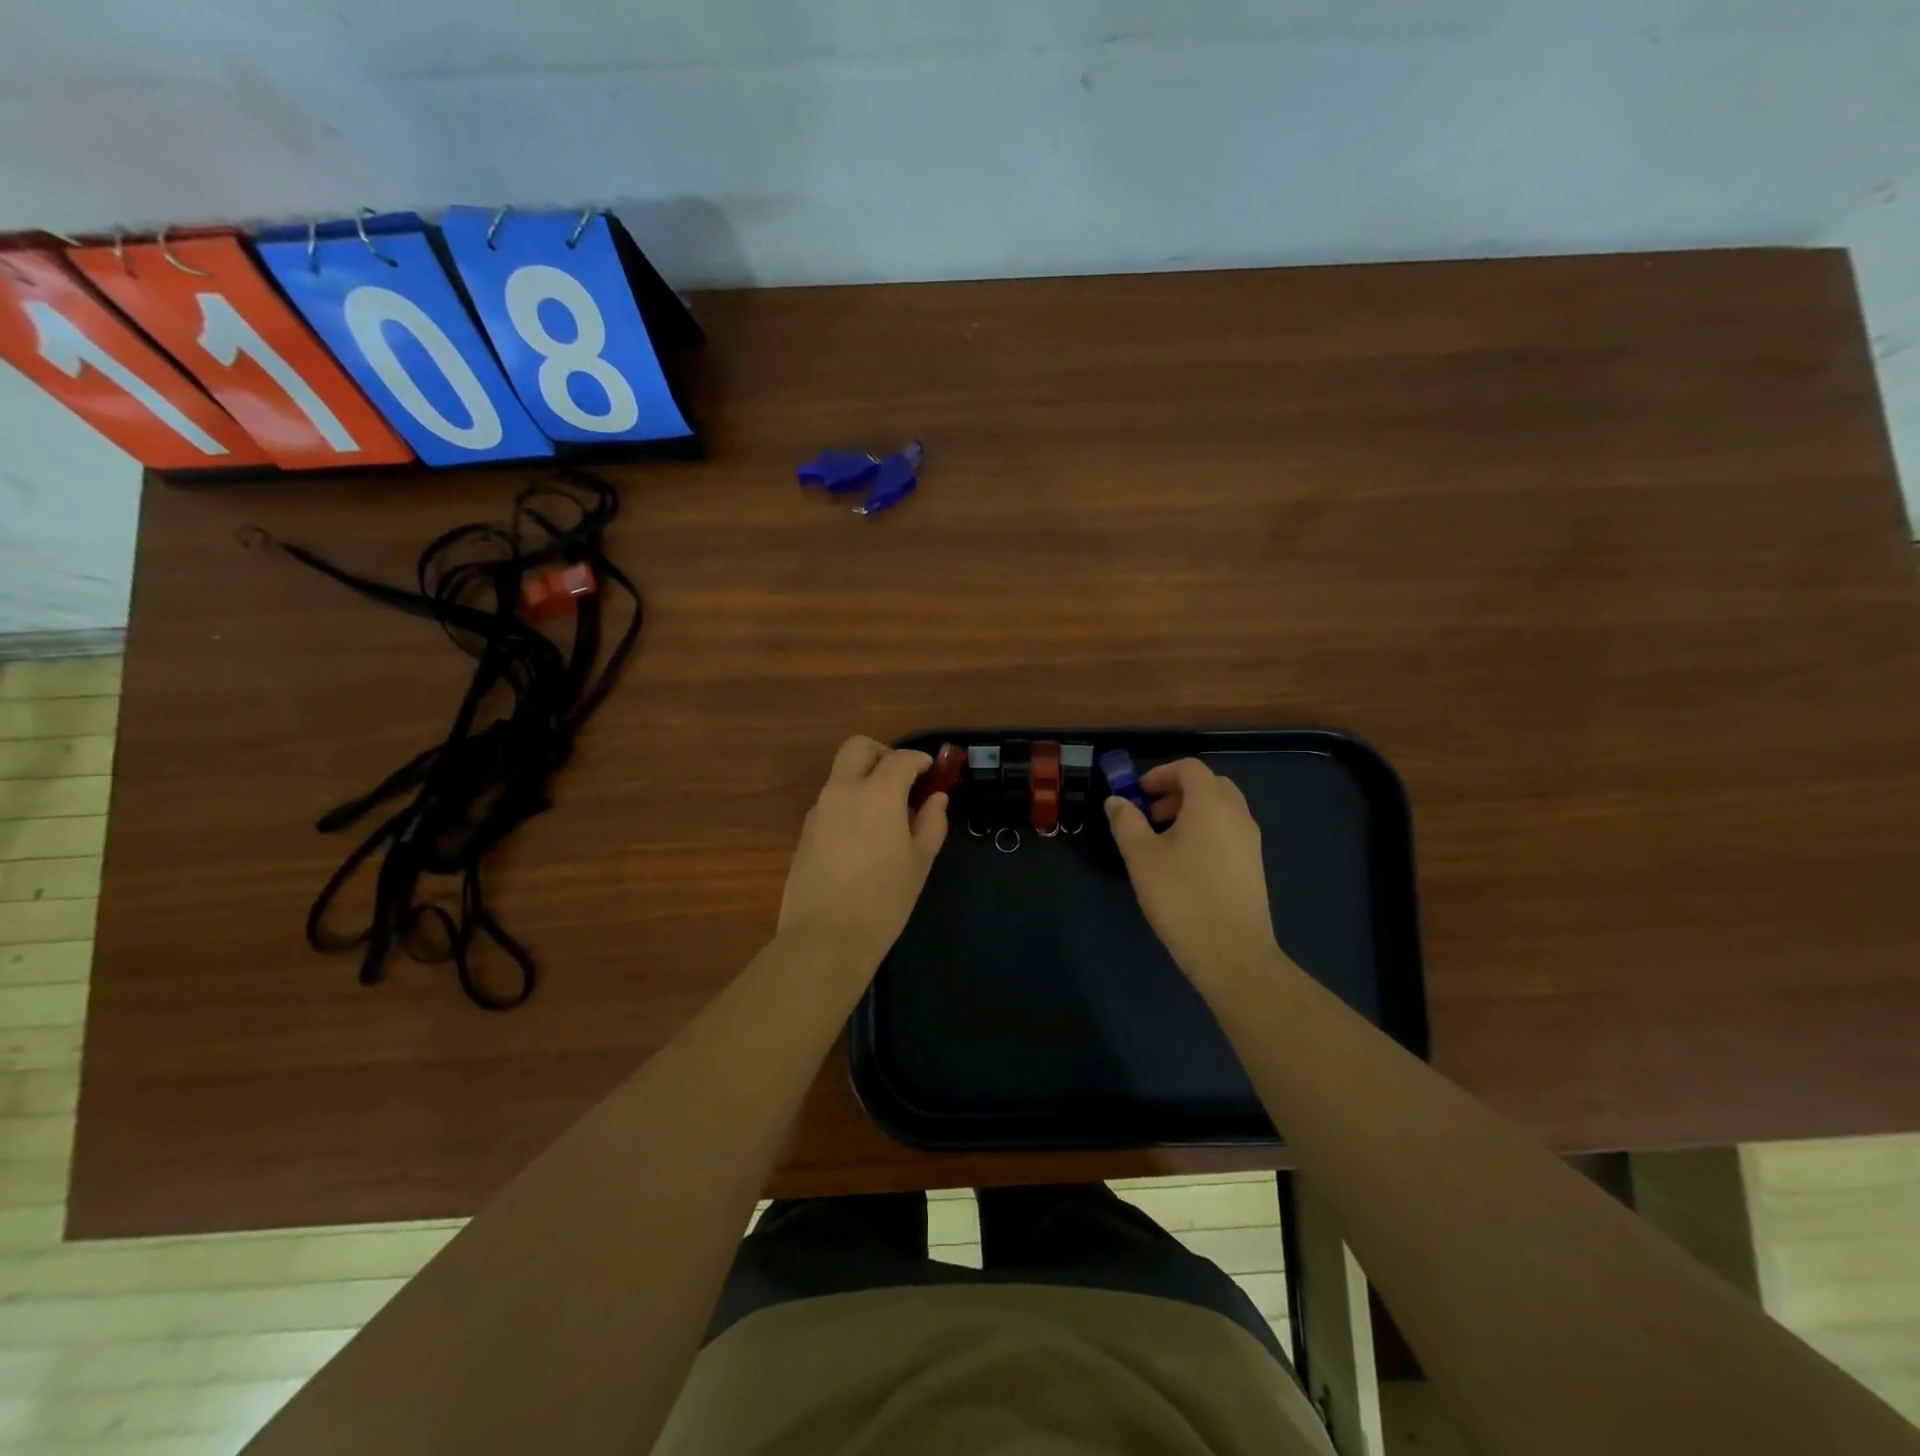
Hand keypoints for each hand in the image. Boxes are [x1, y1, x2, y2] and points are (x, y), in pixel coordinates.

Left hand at [778, 736, 949, 973]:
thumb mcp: (919, 862)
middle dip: (883, 754)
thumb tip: (936, 799)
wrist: (825, 938)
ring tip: (886, 817)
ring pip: (842, 774)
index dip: (920, 761)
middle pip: (858, 748)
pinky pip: (831, 802)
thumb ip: (932, 822)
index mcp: (877, 793)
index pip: (900, 758)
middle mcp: (843, 791)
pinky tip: (863, 839)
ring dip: (864, 780)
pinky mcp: (805, 831)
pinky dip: (849, 804)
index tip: (932, 773)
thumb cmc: (884, 900)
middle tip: (902, 781)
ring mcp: (819, 810)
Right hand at [1105, 758, 1279, 985]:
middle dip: (1178, 791)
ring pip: (1222, 809)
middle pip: (1210, 784)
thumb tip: (1117, 801)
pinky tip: (1186, 863)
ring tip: (1165, 840)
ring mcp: (1251, 841)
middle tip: (1151, 813)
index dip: (1160, 774)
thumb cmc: (1181, 896)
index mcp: (1210, 804)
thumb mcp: (1141, 857)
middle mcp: (1237, 814)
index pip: (1190, 768)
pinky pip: (1230, 831)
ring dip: (1193, 811)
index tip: (1138, 794)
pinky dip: (1208, 831)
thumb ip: (1126, 822)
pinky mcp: (1255, 865)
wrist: (1231, 951)